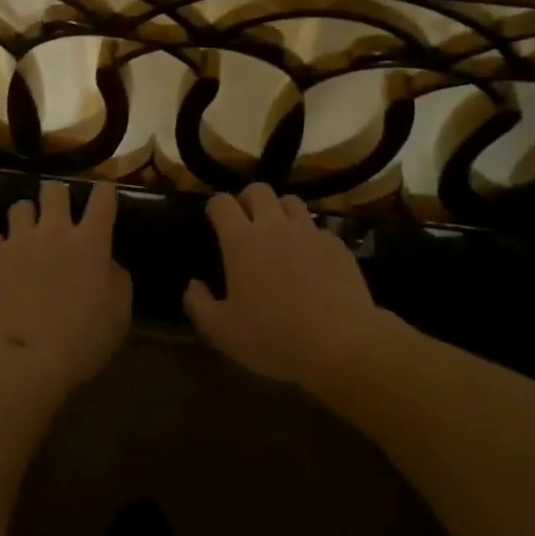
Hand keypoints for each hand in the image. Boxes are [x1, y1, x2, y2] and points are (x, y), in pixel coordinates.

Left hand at [0, 181, 130, 397]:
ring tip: (26, 236)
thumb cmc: (80, 340)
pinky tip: (3, 262)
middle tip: (57, 214)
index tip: (103, 195)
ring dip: (26, 218)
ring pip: (20, 206)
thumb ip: (117, 279)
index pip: (102, 198)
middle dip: (56, 196)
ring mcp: (19, 240)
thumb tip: (107, 263)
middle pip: (53, 189)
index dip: (104, 191)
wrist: (22, 359)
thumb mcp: (118, 315)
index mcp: (90, 242)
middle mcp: (54, 230)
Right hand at [184, 184, 381, 391]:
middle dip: (248, 200)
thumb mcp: (223, 333)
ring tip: (280, 235)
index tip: (214, 219)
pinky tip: (312, 261)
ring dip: (280, 211)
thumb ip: (199, 305)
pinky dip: (310, 238)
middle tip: (247, 223)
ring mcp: (309, 232)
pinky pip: (318, 229)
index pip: (221, 202)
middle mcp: (274, 225)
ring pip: (291, 201)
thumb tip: (192, 284)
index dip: (215, 207)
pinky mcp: (337, 244)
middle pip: (258, 189)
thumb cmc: (275, 338)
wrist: (342, 345)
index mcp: (241, 240)